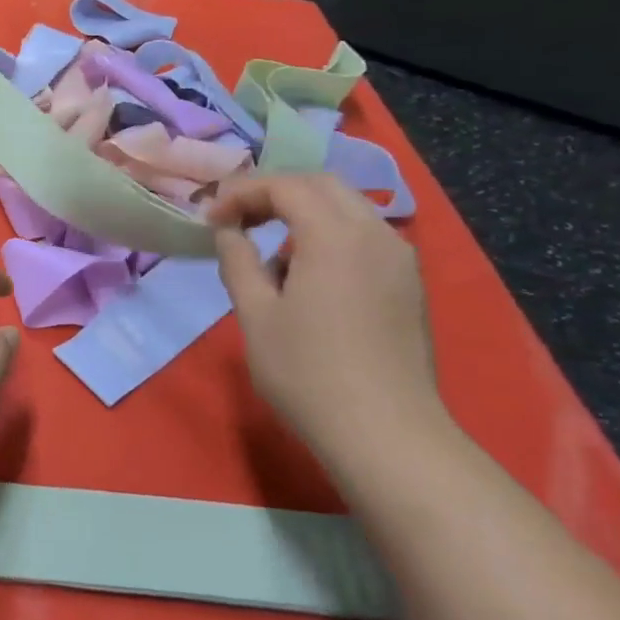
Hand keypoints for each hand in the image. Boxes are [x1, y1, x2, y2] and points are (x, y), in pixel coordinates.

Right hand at [207, 174, 448, 469]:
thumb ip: (238, 260)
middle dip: (274, 191)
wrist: (386, 434)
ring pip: (348, 207)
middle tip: (236, 217)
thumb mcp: (255, 314)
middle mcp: (375, 234)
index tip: (210, 217)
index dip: (241, 192)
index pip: (285, 186)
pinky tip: (307, 271)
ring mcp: (400, 258)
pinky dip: (329, 232)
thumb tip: (228, 230)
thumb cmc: (308, 373)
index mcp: (335, 235)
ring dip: (303, 210)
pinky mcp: (409, 284)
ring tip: (267, 242)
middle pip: (321, 184)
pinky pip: (365, 235)